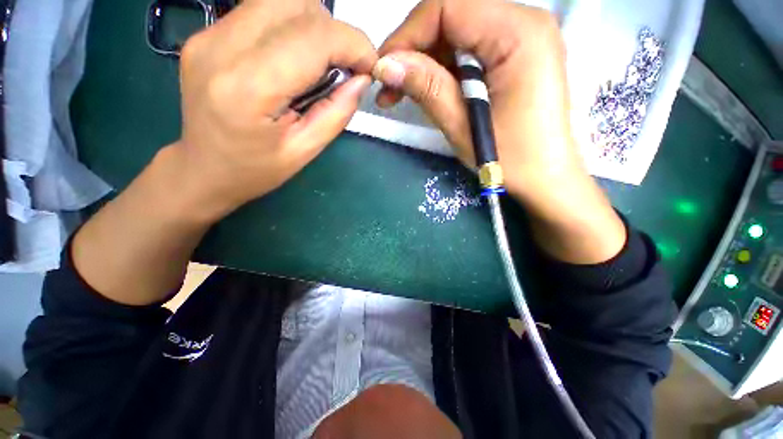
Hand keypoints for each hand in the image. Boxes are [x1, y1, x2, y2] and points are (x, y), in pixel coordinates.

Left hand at [173, 0, 376, 220]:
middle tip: (344, 66)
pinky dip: (290, 27)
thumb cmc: (256, 169)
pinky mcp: (206, 33)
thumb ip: (337, 112)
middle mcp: (222, 47)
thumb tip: (361, 79)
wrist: (203, 168)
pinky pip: (260, 11)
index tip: (370, 66)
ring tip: (320, 62)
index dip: (353, 44)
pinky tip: (294, 58)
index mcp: (249, 88)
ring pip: (279, 0)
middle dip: (334, 32)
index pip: (314, 37)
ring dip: (313, 26)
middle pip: (296, 4)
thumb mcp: (305, 151)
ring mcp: (209, 35)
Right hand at [373, 0, 625, 262]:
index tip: (383, 70)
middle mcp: (524, 21)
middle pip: (452, 16)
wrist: (546, 179)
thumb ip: (427, 87)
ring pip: (458, 33)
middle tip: (390, 87)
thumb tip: (385, 65)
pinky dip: (444, 68)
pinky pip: (470, 50)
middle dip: (414, 49)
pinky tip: (430, 90)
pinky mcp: (516, 56)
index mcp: (517, 32)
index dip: (407, 35)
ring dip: (426, 61)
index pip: (447, 7)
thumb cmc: (510, 159)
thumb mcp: (462, 125)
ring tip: (403, 93)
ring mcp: (522, 37)